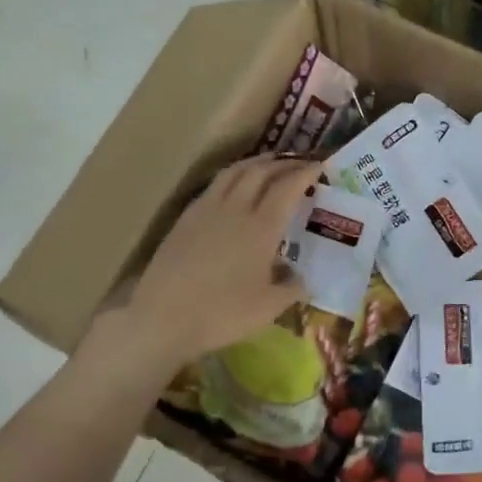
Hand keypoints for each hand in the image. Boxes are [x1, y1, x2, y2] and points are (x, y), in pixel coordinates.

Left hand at [125, 155, 321, 364]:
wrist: (162, 318)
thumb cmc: (222, 313)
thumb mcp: (268, 308)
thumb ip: (291, 288)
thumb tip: (301, 278)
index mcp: (261, 227)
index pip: (288, 187)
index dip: (305, 173)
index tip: (319, 165)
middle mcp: (235, 209)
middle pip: (261, 171)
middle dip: (283, 163)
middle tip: (299, 163)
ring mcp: (206, 210)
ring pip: (233, 172)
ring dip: (255, 162)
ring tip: (268, 163)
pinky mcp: (185, 219)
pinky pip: (214, 186)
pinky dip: (232, 177)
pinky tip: (233, 188)